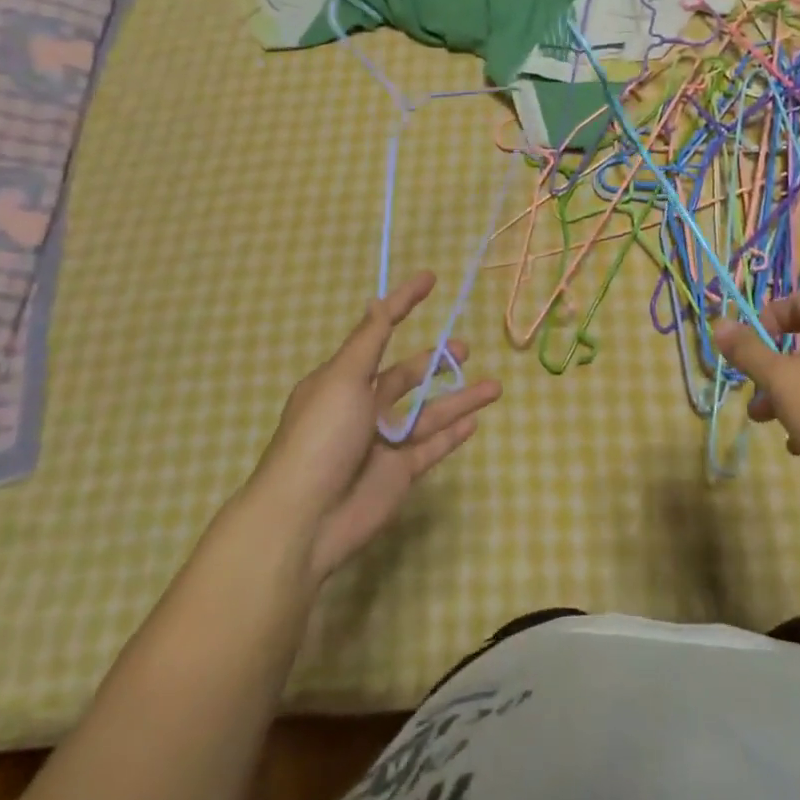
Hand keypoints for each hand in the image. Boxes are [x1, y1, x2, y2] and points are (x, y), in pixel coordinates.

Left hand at [250, 271, 500, 580]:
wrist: (304, 521)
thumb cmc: (320, 437)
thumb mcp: (343, 378)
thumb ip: (369, 340)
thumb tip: (379, 300)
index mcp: (343, 379)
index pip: (379, 331)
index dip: (403, 303)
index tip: (430, 279)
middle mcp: (364, 406)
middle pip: (408, 376)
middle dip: (438, 361)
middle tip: (467, 349)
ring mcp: (384, 441)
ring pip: (430, 412)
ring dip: (461, 398)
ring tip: (495, 387)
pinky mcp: (399, 473)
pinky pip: (432, 447)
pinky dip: (453, 434)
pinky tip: (475, 421)